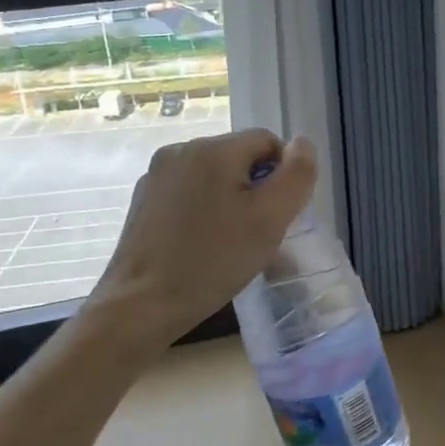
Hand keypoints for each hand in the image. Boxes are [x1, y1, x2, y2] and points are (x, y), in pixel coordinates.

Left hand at [91, 128, 316, 344]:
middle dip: (256, 189)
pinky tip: (202, 245)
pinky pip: (189, 193)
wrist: (142, 304)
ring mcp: (157, 175)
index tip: (278, 216)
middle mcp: (181, 150)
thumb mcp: (271, 218)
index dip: (283, 176)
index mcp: (213, 149)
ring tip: (231, 242)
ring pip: (214, 177)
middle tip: (258, 233)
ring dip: (231, 200)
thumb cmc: (214, 260)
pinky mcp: (143, 200)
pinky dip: (205, 211)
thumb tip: (302, 144)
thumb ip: (297, 175)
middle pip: (239, 157)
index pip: (268, 142)